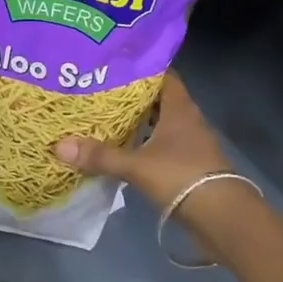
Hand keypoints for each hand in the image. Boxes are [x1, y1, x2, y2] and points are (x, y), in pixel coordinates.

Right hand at [51, 73, 232, 209]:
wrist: (223, 217)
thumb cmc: (181, 177)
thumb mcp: (137, 166)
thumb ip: (100, 156)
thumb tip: (59, 145)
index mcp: (179, 108)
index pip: (163, 75)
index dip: (142, 67)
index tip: (115, 64)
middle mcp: (187, 119)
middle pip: (159, 99)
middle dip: (134, 96)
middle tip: (102, 90)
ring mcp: (191, 143)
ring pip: (162, 123)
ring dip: (141, 122)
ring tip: (109, 119)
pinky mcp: (190, 165)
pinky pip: (164, 145)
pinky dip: (147, 144)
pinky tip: (127, 151)